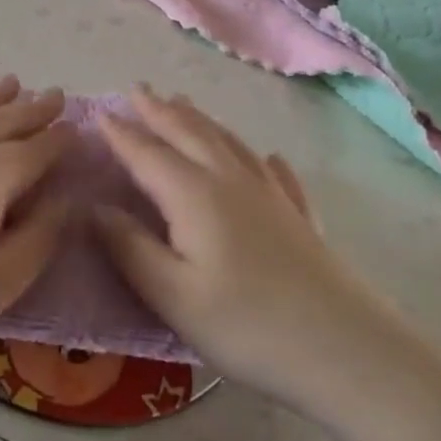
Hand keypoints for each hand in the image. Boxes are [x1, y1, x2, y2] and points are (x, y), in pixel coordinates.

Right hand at [94, 87, 403, 411]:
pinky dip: (261, 158)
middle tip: (138, 89)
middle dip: (159, 110)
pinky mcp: (299, 216)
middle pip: (189, 134)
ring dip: (200, 120)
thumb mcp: (172, 295)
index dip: (121, 133)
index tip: (98, 112)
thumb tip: (93, 208)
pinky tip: (267, 157)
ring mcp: (271, 195)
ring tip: (182, 103)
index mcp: (193, 195)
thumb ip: (129, 248)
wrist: (347, 350)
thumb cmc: (247, 326)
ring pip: (228, 143)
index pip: (147, 153)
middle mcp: (230, 180)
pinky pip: (275, 173)